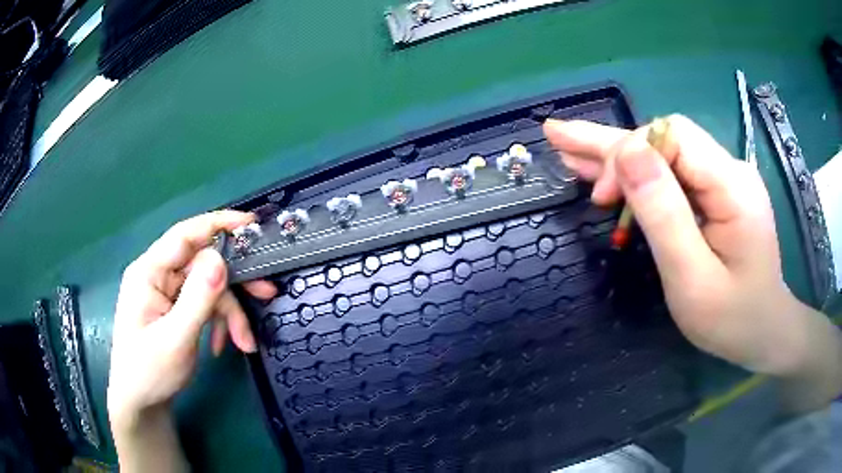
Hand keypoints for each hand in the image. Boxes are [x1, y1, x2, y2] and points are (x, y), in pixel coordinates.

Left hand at [107, 211, 276, 446]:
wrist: (141, 403)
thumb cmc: (149, 372)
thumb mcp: (176, 339)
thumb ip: (198, 299)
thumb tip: (221, 259)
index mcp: (149, 272)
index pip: (185, 235)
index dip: (218, 224)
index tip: (252, 226)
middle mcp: (158, 276)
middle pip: (203, 264)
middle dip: (233, 284)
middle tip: (267, 294)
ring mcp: (167, 293)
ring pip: (209, 288)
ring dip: (230, 314)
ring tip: (245, 342)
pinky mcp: (176, 309)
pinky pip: (205, 305)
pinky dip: (219, 323)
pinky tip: (223, 346)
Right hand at [543, 116, 836, 380]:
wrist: (764, 332)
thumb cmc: (732, 318)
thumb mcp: (693, 278)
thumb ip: (664, 214)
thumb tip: (628, 154)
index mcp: (731, 184)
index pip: (671, 138)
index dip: (630, 154)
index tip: (604, 199)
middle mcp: (728, 170)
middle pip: (663, 139)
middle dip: (611, 143)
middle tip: (558, 136)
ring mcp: (723, 181)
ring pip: (664, 154)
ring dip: (617, 156)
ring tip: (569, 149)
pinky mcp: (716, 196)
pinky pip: (673, 176)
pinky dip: (637, 176)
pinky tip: (605, 175)